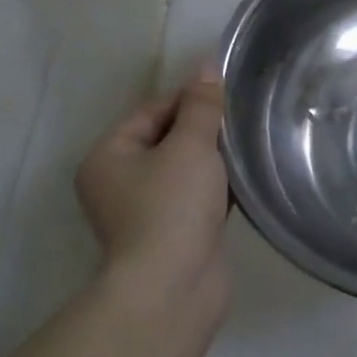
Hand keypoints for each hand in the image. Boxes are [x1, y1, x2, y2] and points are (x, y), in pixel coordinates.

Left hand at [74, 71, 229, 293]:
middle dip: (203, 129)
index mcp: (108, 156)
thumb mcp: (190, 145)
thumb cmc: (172, 207)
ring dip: (213, 158)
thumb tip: (206, 66)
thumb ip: (201, 106)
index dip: (189, 98)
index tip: (227, 96)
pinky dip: (217, 187)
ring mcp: (145, 211)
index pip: (151, 110)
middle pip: (167, 138)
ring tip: (247, 145)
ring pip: (184, 168)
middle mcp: (118, 182)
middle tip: (241, 120)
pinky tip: (244, 179)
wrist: (173, 289)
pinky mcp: (172, 234)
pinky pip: (195, 196)